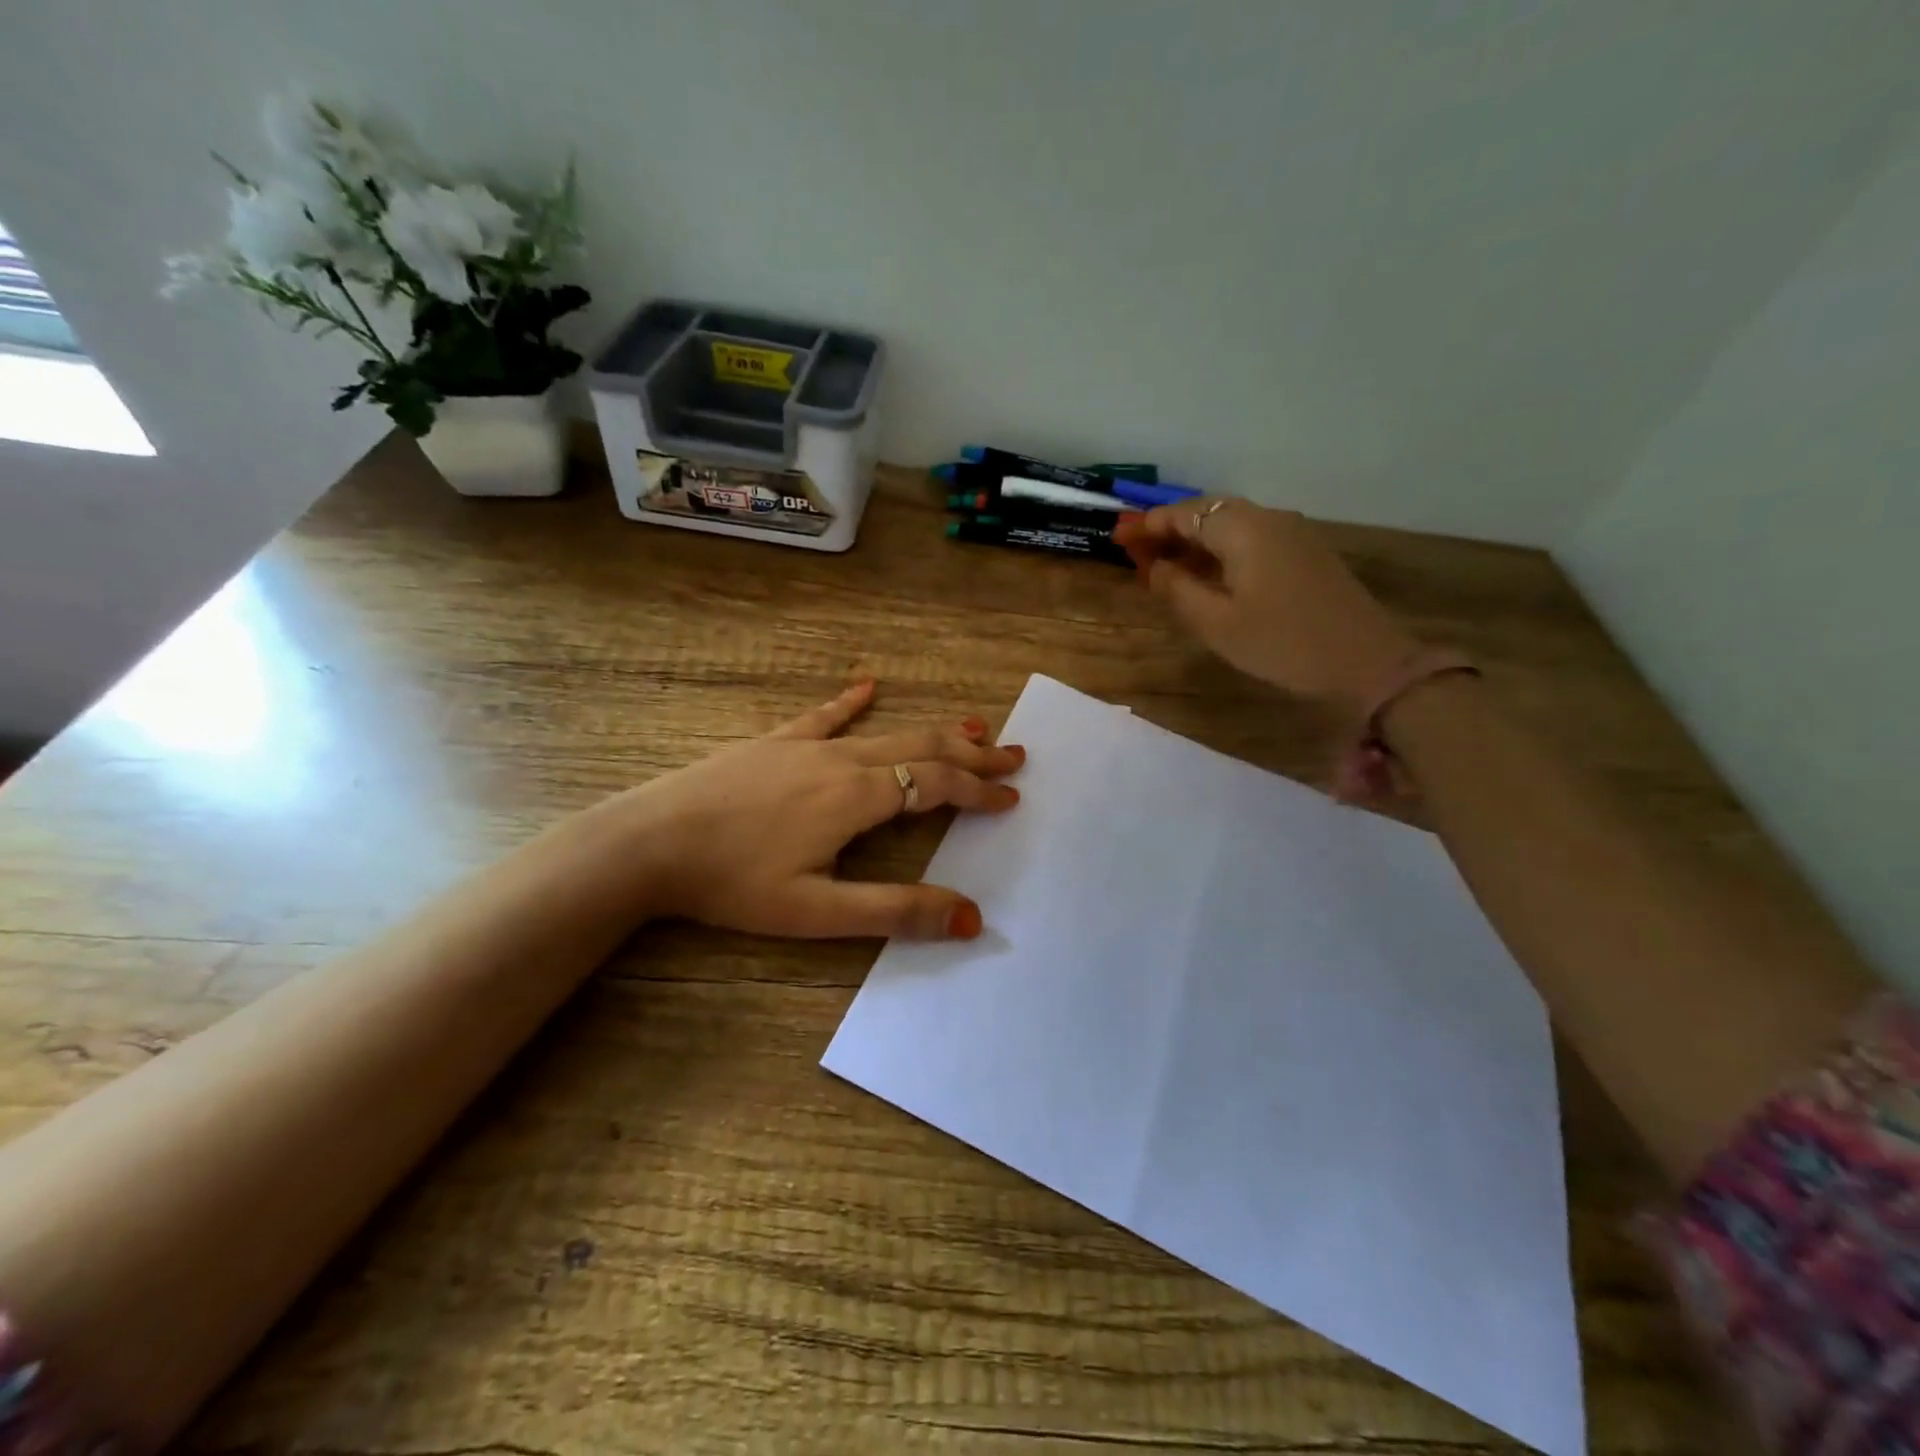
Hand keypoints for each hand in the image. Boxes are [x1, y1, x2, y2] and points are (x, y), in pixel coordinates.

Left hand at [607, 681, 1021, 940]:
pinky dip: (853, 702)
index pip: (937, 786)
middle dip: (973, 753)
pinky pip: (823, 716)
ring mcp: (806, 745)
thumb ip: (895, 911)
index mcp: (857, 798)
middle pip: (923, 749)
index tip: (1011, 797)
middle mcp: (842, 761)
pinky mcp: (774, 742)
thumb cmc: (733, 882)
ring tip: (972, 725)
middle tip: (1013, 754)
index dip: (978, 791)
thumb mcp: (817, 911)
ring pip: (886, 731)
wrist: (648, 843)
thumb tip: (970, 918)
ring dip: (933, 731)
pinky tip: (868, 686)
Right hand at [1114, 500, 1418, 717]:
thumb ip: (1178, 590)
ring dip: (1196, 543)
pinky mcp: (1306, 555)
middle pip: (1209, 513)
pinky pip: (1252, 541)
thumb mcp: (1217, 624)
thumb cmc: (1282, 643)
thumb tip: (1155, 567)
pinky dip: (1221, 552)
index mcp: (1244, 529)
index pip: (1186, 514)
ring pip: (1232, 527)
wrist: (1367, 661)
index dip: (1150, 525)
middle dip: (1171, 531)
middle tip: (1139, 554)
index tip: (1120, 538)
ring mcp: (1293, 535)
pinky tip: (1208, 577)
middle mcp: (1269, 520)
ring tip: (1166, 568)